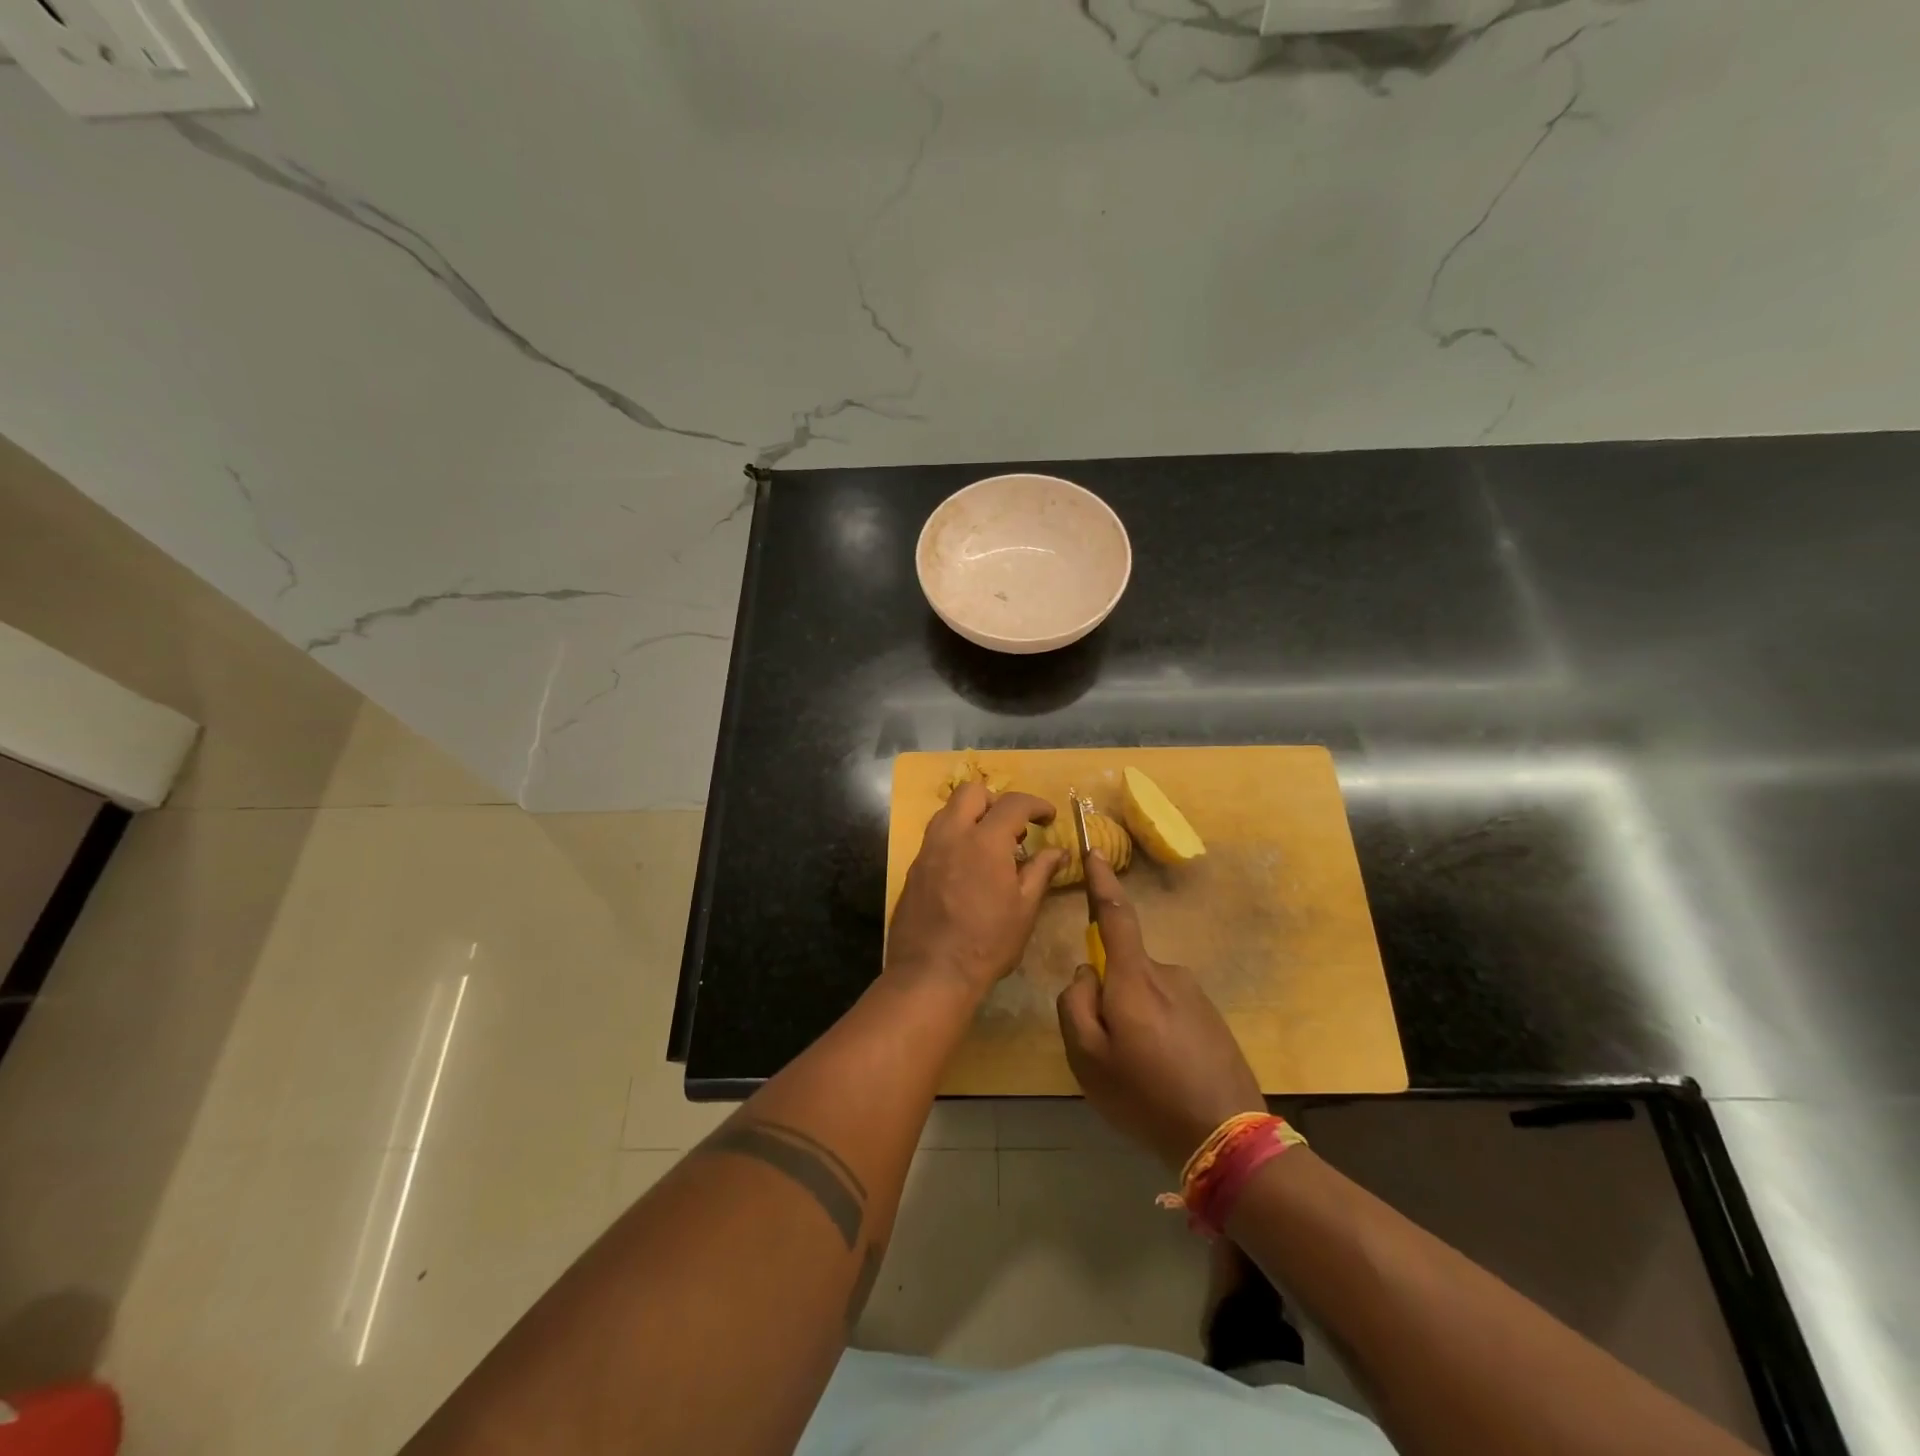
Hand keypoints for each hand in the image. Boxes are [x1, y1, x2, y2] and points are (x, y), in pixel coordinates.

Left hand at [886, 782, 1066, 1000]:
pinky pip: (936, 836)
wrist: (931, 973)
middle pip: (971, 792)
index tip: (1048, 817)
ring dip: (972, 816)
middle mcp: (951, 835)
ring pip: (948, 811)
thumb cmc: (987, 942)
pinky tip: (967, 867)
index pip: (1013, 803)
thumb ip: (1041, 871)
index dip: (1036, 804)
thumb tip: (1058, 851)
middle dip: (996, 801)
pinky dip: (956, 837)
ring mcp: (927, 850)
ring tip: (991, 846)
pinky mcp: (914, 868)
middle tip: (1014, 828)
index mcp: (984, 841)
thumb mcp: (1025, 908)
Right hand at [1056, 852, 1264, 1169]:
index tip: (1095, 852)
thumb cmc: (1147, 1095)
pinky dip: (1156, 1032)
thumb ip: (1075, 1004)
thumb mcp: (1088, 1058)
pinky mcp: (1211, 1017)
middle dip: (1108, 996)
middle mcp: (1167, 973)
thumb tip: (1086, 972)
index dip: (1102, 882)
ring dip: (1133, 1019)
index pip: (1115, 914)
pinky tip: (1164, 1075)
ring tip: (1139, 1072)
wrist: (1228, 1136)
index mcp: (1135, 977)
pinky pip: (1168, 1012)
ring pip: (1144, 994)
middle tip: (1108, 1051)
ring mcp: (1194, 994)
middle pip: (1123, 968)